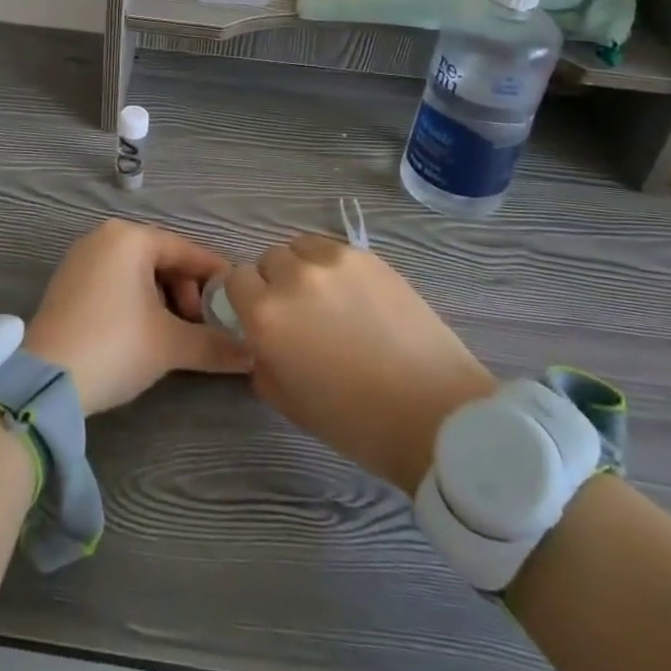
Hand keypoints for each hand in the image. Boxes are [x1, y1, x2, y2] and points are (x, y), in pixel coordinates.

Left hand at [24, 220, 251, 414]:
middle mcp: (104, 237)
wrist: (45, 381)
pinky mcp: (67, 283)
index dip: (216, 276)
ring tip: (177, 335)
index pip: (186, 250)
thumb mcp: (171, 345)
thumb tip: (254, 354)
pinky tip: (146, 333)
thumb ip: (216, 345)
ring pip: (138, 273)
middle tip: (201, 327)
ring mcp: (81, 259)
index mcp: (129, 238)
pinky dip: (137, 302)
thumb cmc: (115, 346)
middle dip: (187, 293)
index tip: (239, 299)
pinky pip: (115, 282)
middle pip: (161, 260)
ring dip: (164, 301)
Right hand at [224, 235, 496, 492]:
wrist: (435, 414)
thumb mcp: (289, 402)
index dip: (246, 300)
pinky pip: (334, 250)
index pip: (235, 280)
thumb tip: (262, 341)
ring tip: (328, 299)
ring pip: (300, 248)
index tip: (262, 319)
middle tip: (300, 315)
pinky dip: (334, 267)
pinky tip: (356, 296)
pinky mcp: (368, 256)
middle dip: (275, 284)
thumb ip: (262, 362)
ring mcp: (334, 261)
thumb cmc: (357, 422)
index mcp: (266, 315)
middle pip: (268, 260)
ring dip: (303, 268)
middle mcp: (293, 277)